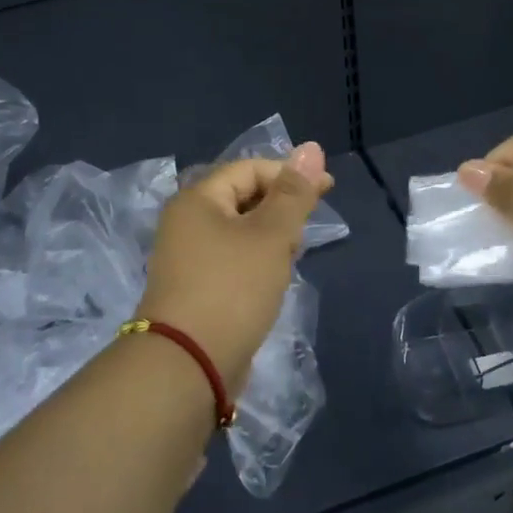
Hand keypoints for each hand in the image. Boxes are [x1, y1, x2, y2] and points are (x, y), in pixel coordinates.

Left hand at [139, 143, 333, 394]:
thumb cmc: (232, 288)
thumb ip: (293, 193)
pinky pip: (232, 261)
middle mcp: (185, 223)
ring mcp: (186, 258)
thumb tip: (312, 147)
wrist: (188, 364)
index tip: (327, 190)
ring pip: (239, 232)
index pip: (249, 169)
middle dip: (280, 208)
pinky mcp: (194, 289)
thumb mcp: (271, 235)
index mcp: (197, 199)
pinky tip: (273, 281)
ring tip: (292, 256)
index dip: (289, 174)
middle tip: (307, 231)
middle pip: (242, 198)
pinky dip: (256, 263)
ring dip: (270, 238)